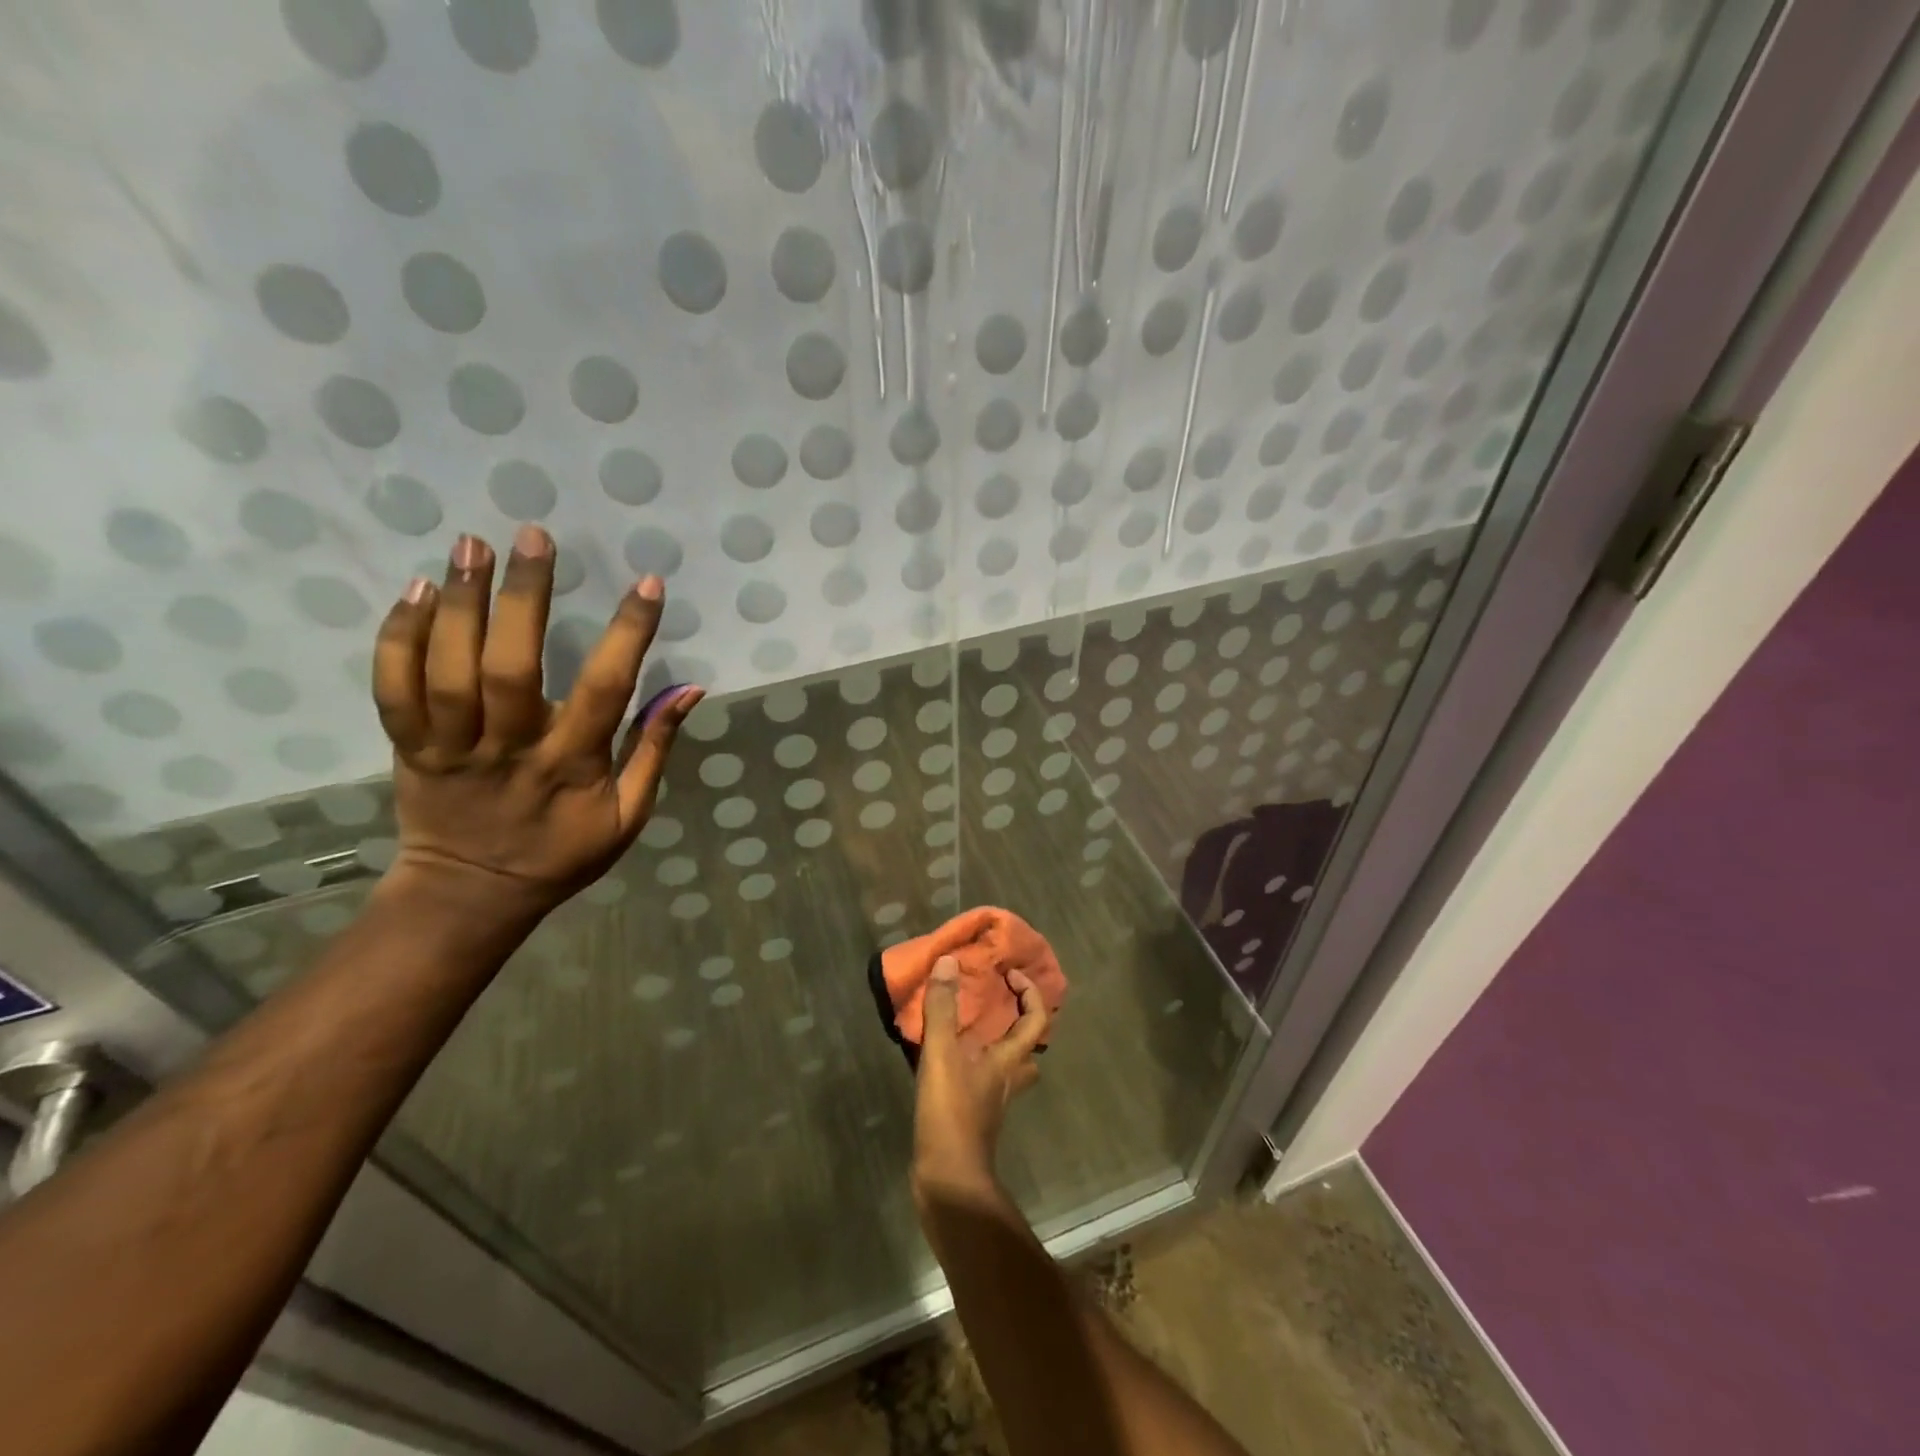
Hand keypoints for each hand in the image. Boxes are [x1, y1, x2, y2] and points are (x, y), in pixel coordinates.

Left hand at [371, 526, 702, 920]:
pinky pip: (393, 689)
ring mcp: (450, 749)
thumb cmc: (562, 853)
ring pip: (446, 671)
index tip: (647, 584)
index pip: (606, 692)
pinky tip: (416, 591)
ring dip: (458, 603)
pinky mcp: (409, 748)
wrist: (471, 892)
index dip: (628, 635)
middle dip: (523, 597)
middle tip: (533, 536)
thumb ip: (655, 750)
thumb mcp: (628, 815)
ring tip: (470, 544)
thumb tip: (690, 689)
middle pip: (510, 668)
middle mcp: (509, 751)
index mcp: (571, 767)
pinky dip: (398, 638)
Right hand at [912, 957, 1051, 1200]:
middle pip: (1028, 1047)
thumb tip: (949, 961)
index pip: (1036, 1019)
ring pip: (1006, 1065)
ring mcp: (993, 1101)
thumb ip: (943, 1008)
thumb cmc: (952, 1113)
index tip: (1010, 974)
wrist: (948, 1180)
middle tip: (996, 1002)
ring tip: (968, 1026)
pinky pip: (982, 1079)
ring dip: (995, 1044)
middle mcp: (1009, 1079)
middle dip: (1018, 1022)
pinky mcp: (975, 1117)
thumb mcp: (942, 1054)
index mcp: (1010, 1060)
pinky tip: (945, 1059)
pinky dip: (971, 1063)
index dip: (1030, 993)